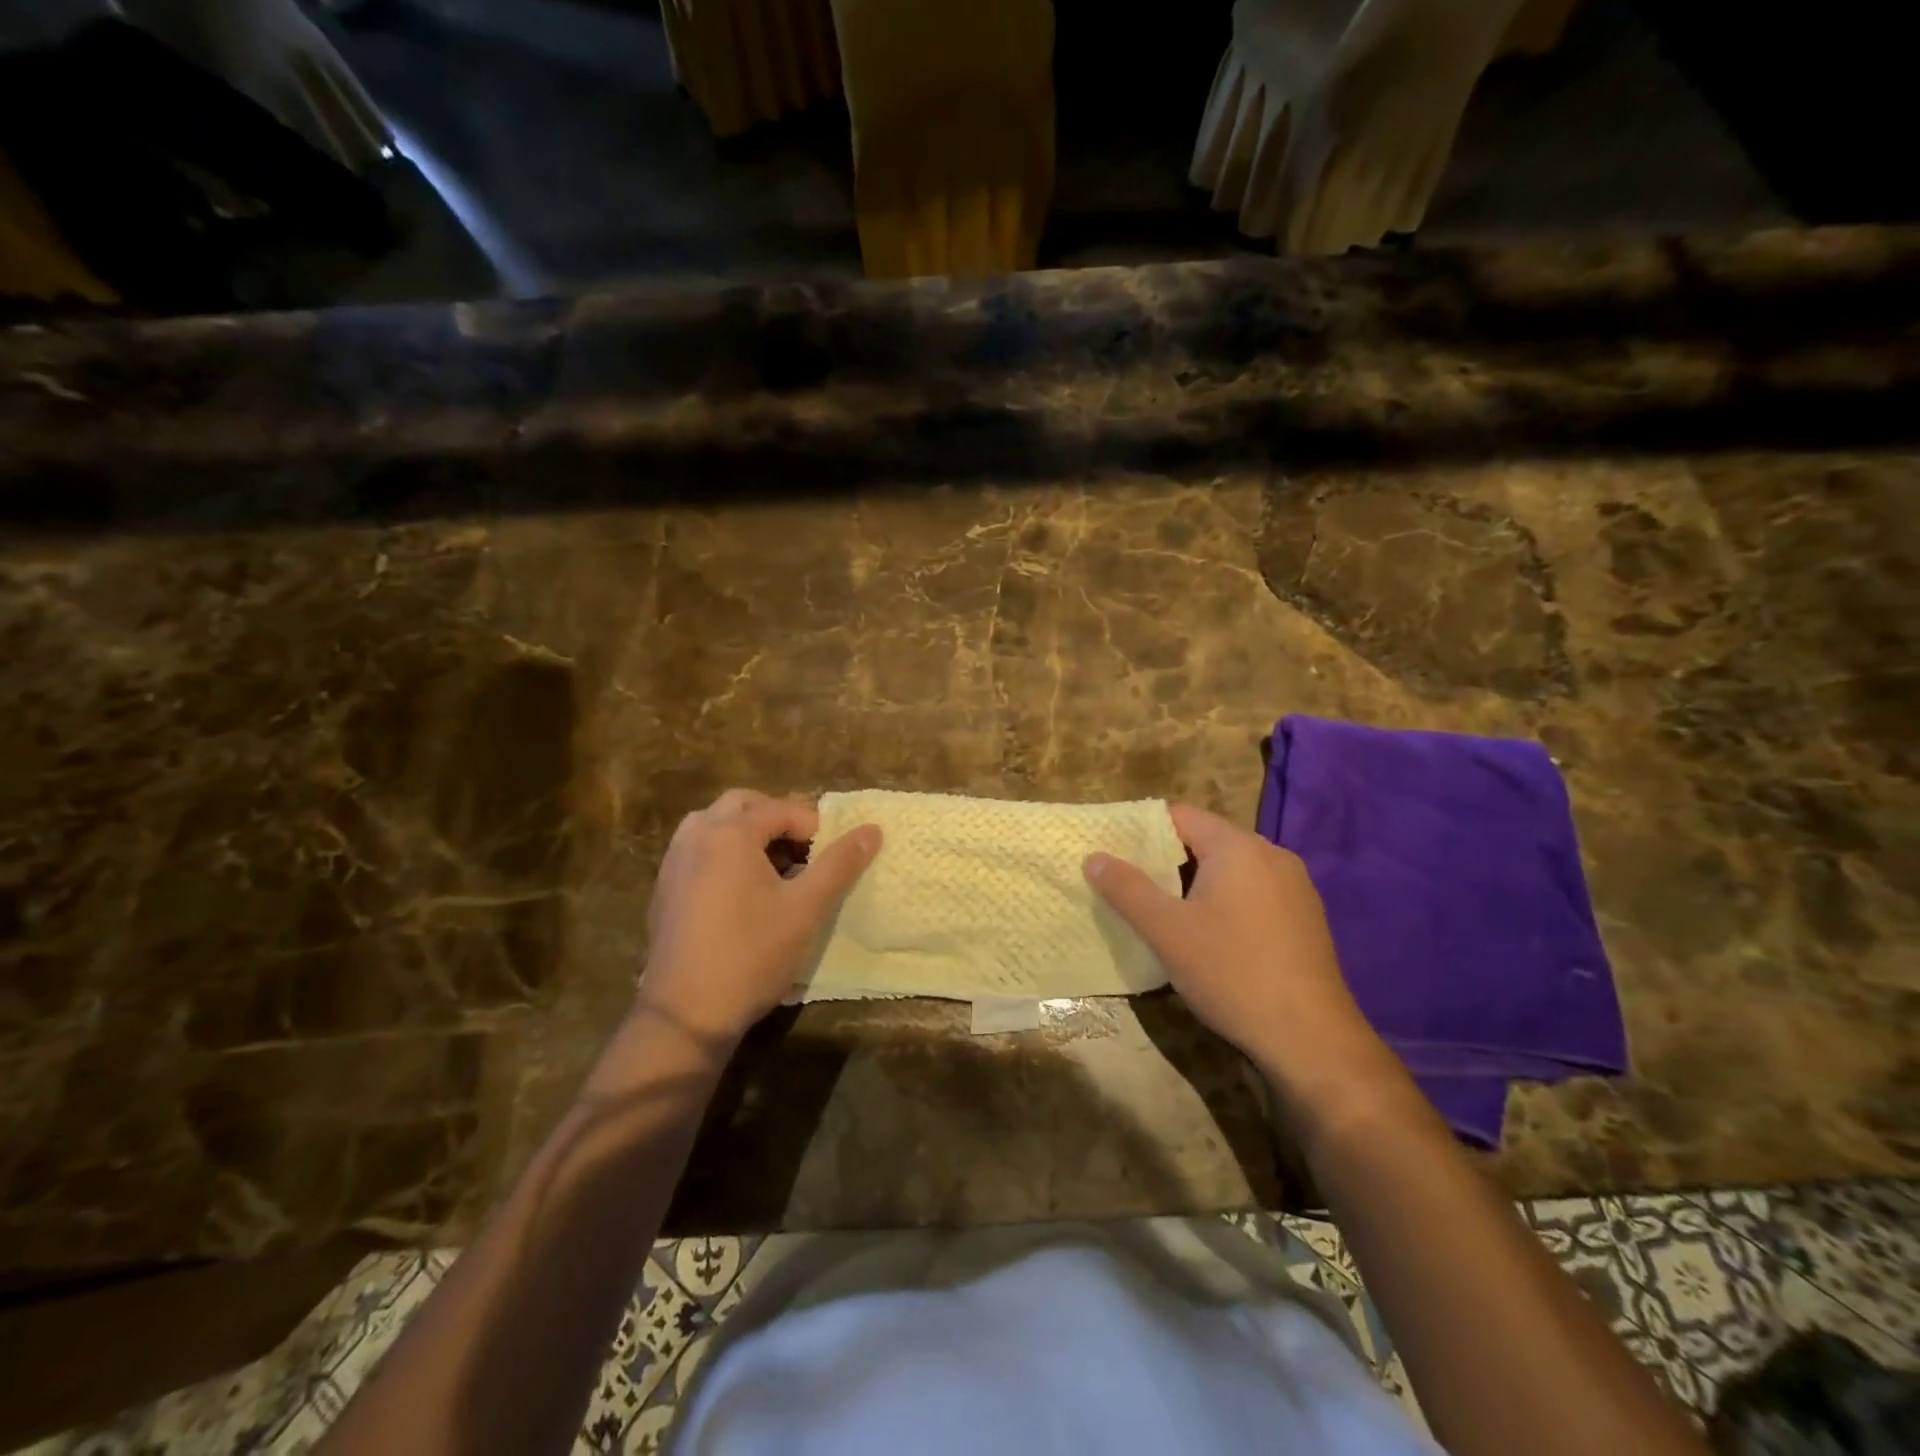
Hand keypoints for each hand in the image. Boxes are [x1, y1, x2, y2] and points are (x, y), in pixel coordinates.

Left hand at [637, 789, 880, 1046]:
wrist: (685, 1013)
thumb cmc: (751, 954)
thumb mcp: (805, 908)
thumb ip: (839, 864)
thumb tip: (872, 830)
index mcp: (730, 833)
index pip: (780, 808)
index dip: (813, 825)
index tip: (832, 855)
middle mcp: (696, 836)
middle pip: (742, 804)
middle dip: (776, 818)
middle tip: (805, 850)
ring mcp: (674, 862)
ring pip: (715, 824)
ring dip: (747, 832)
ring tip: (775, 866)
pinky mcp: (664, 888)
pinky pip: (698, 849)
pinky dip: (724, 852)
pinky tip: (743, 891)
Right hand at [1085, 803, 1397, 1111]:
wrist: (1312, 1039)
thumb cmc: (1232, 973)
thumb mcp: (1167, 931)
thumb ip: (1127, 888)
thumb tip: (1094, 857)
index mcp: (1238, 847)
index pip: (1180, 815)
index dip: (1142, 831)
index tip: (1115, 853)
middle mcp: (1271, 854)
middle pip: (1206, 839)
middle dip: (1167, 859)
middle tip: (1133, 886)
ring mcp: (1295, 886)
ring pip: (1231, 868)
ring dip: (1196, 883)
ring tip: (1165, 912)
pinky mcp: (1306, 916)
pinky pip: (1254, 892)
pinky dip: (1226, 901)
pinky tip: (1212, 936)